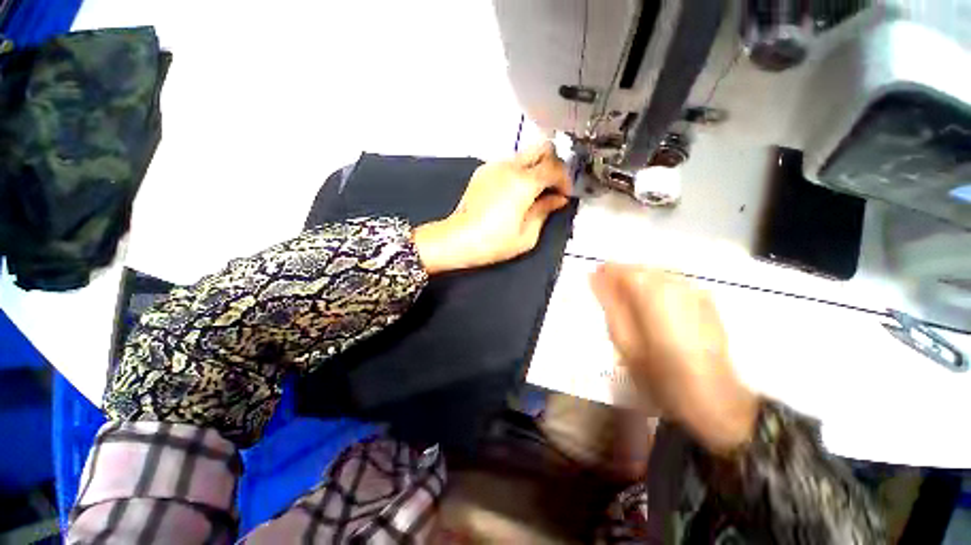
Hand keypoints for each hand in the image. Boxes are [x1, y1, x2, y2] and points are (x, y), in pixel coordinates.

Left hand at [413, 142, 571, 273]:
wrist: (457, 240)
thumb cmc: (493, 242)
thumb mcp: (527, 235)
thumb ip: (545, 211)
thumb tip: (557, 199)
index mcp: (523, 183)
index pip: (555, 167)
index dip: (565, 180)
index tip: (564, 196)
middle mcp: (509, 167)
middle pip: (542, 147)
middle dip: (554, 164)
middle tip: (553, 187)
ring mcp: (493, 166)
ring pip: (524, 155)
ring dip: (535, 168)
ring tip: (533, 193)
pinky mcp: (482, 172)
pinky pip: (508, 164)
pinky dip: (519, 173)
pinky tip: (514, 194)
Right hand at [590, 264, 757, 454]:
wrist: (712, 396)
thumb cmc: (658, 371)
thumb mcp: (623, 338)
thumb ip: (609, 303)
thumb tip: (594, 276)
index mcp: (652, 292)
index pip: (623, 269)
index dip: (606, 272)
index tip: (595, 279)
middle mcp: (676, 283)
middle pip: (642, 269)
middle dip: (622, 277)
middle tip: (609, 295)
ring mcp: (695, 290)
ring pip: (658, 275)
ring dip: (640, 284)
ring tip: (630, 304)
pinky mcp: (706, 300)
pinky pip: (673, 284)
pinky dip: (657, 290)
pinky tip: (654, 310)